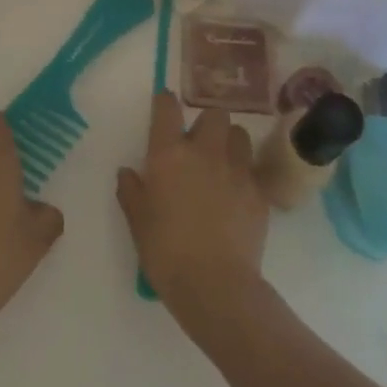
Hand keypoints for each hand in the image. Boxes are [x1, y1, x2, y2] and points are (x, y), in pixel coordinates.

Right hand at [117, 92, 268, 331]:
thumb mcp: (137, 222)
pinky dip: (245, 176)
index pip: (168, 108)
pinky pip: (253, 170)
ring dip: (230, 143)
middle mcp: (205, 152)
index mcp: (169, 154)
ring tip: (223, 164)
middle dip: (208, 123)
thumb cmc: (166, 251)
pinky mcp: (259, 192)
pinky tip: (237, 196)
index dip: (165, 102)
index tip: (164, 104)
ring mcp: (236, 170)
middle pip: (215, 114)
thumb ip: (131, 191)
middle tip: (199, 144)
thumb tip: (128, 171)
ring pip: (240, 135)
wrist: (215, 285)